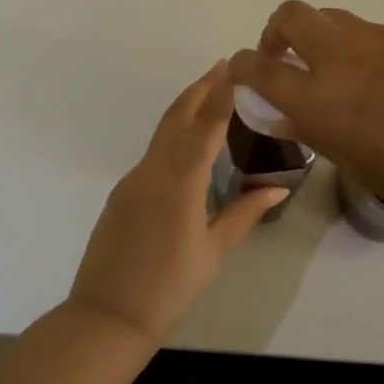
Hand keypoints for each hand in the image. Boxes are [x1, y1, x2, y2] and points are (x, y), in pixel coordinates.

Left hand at [67, 61, 288, 344]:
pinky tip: (187, 145)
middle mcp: (153, 172)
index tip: (233, 66)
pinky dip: (173, 136)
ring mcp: (133, 180)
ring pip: (163, 133)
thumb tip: (277, 187)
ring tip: (210, 95)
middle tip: (223, 67)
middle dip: (200, 89)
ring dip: (186, 108)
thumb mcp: (213, 252)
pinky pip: (153, 154)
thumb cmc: (169, 288)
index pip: (204, 126)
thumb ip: (244, 214)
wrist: (106, 317)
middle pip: (177, 117)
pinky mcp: (122, 193)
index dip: (219, 93)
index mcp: (180, 184)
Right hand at [228, 1, 383, 228]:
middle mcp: (341, 57)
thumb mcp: (358, 165)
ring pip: (332, 16)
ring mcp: (380, 38)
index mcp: (319, 97)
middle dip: (275, 32)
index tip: (241, 76)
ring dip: (319, 36)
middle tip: (287, 61)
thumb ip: (314, 133)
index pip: (257, 67)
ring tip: (337, 73)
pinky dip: (359, 47)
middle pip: (289, 15)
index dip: (241, 68)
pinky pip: (370, 31)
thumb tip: (283, 115)